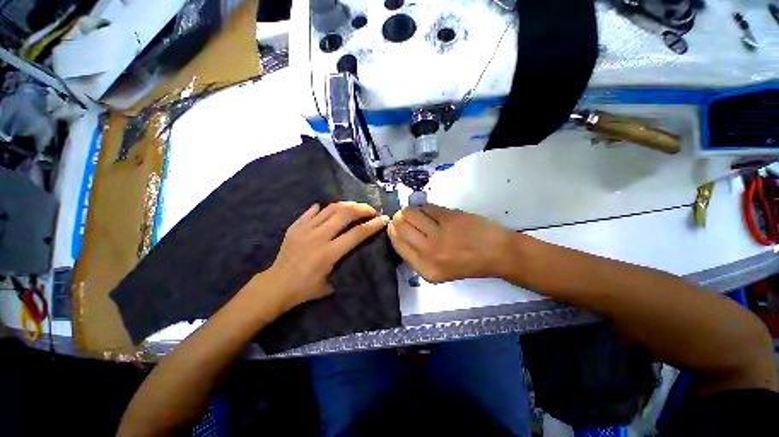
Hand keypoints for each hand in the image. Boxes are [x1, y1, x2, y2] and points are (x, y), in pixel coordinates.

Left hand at [264, 202, 387, 311]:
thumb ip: (346, 265)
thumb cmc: (305, 289)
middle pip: (345, 214)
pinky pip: (313, 211)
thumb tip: (356, 250)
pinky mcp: (296, 226)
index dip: (373, 225)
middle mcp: (318, 237)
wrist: (275, 285)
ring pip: (331, 208)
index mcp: (328, 253)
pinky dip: (325, 208)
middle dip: (363, 209)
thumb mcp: (331, 284)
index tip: (383, 219)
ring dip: (348, 205)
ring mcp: (305, 229)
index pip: (357, 233)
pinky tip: (332, 209)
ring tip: (356, 207)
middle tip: (371, 210)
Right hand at [387, 204, 510, 282]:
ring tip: (420, 213)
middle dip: (399, 218)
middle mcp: (428, 253)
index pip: (397, 245)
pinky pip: (426, 207)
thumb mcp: (438, 270)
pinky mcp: (448, 218)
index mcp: (425, 270)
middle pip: (400, 226)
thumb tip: (400, 232)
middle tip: (404, 215)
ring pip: (410, 213)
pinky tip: (433, 212)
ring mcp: (439, 235)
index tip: (393, 224)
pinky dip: (426, 207)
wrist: (497, 253)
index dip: (393, 231)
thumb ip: (418, 256)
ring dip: (411, 210)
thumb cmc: (468, 263)